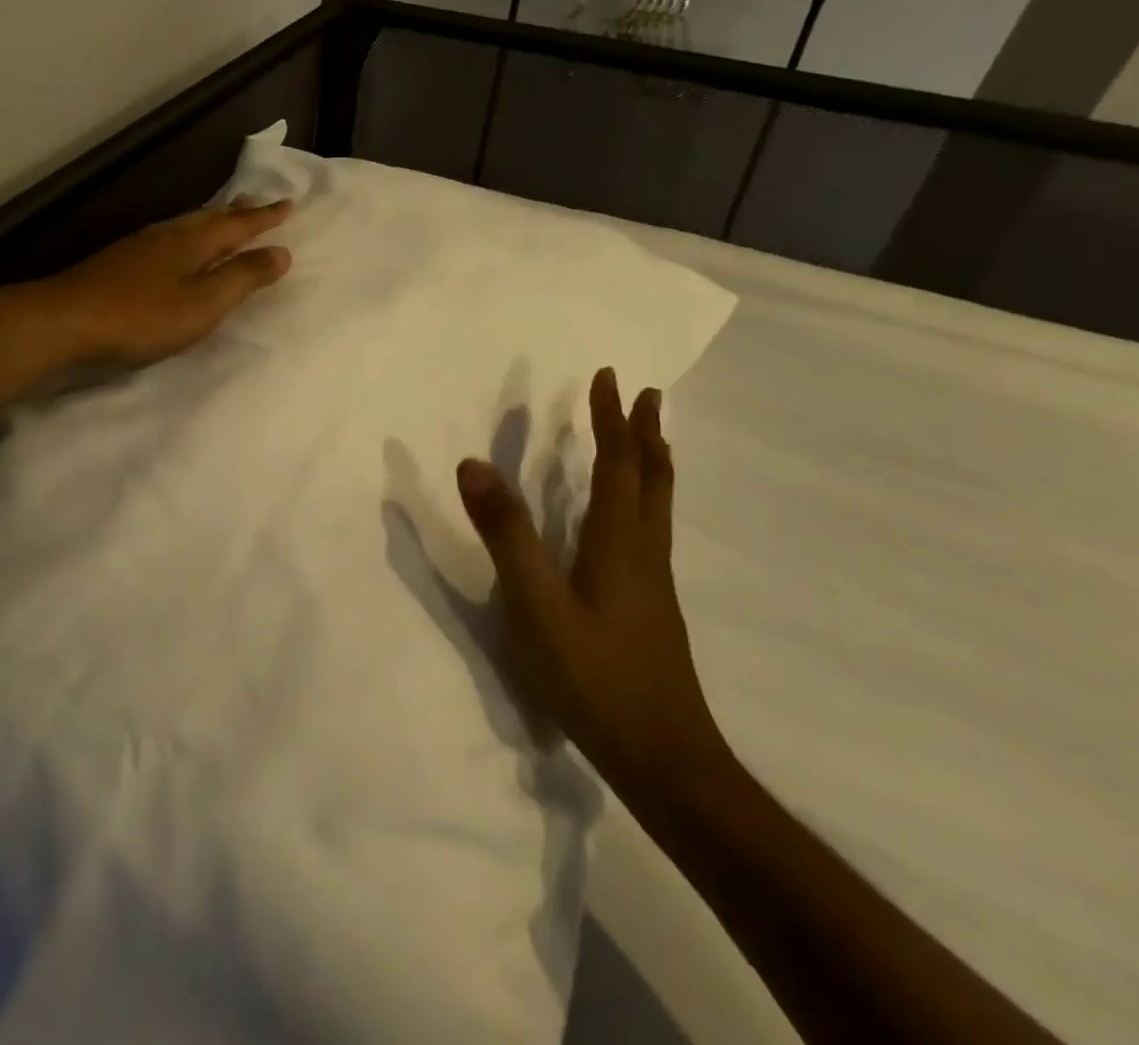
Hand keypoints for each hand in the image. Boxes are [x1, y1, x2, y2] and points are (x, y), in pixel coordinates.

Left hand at [46, 199, 293, 365]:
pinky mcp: (120, 261)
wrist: (66, 319)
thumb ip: (242, 279)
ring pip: (187, 226)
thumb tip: (281, 252)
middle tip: (257, 203)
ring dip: (211, 222)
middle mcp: (168, 235)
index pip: (238, 225)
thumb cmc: (142, 317)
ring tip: (224, 219)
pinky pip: (168, 238)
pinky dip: (187, 237)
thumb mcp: (203, 304)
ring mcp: (140, 246)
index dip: (264, 218)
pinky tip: (177, 248)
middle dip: (237, 213)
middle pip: (210, 218)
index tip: (288, 204)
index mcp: (193, 243)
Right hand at [456, 368, 728, 810]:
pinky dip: (644, 498)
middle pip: (652, 479)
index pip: (619, 465)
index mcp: (619, 543)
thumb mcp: (536, 604)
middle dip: (646, 433)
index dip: (613, 420)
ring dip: (651, 463)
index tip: (609, 377)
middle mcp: (644, 553)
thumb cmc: (595, 677)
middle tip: (647, 395)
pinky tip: (629, 518)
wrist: (665, 760)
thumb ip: (505, 534)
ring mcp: (653, 583)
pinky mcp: (651, 608)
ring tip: (647, 440)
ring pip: (658, 506)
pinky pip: (651, 530)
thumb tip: (473, 464)